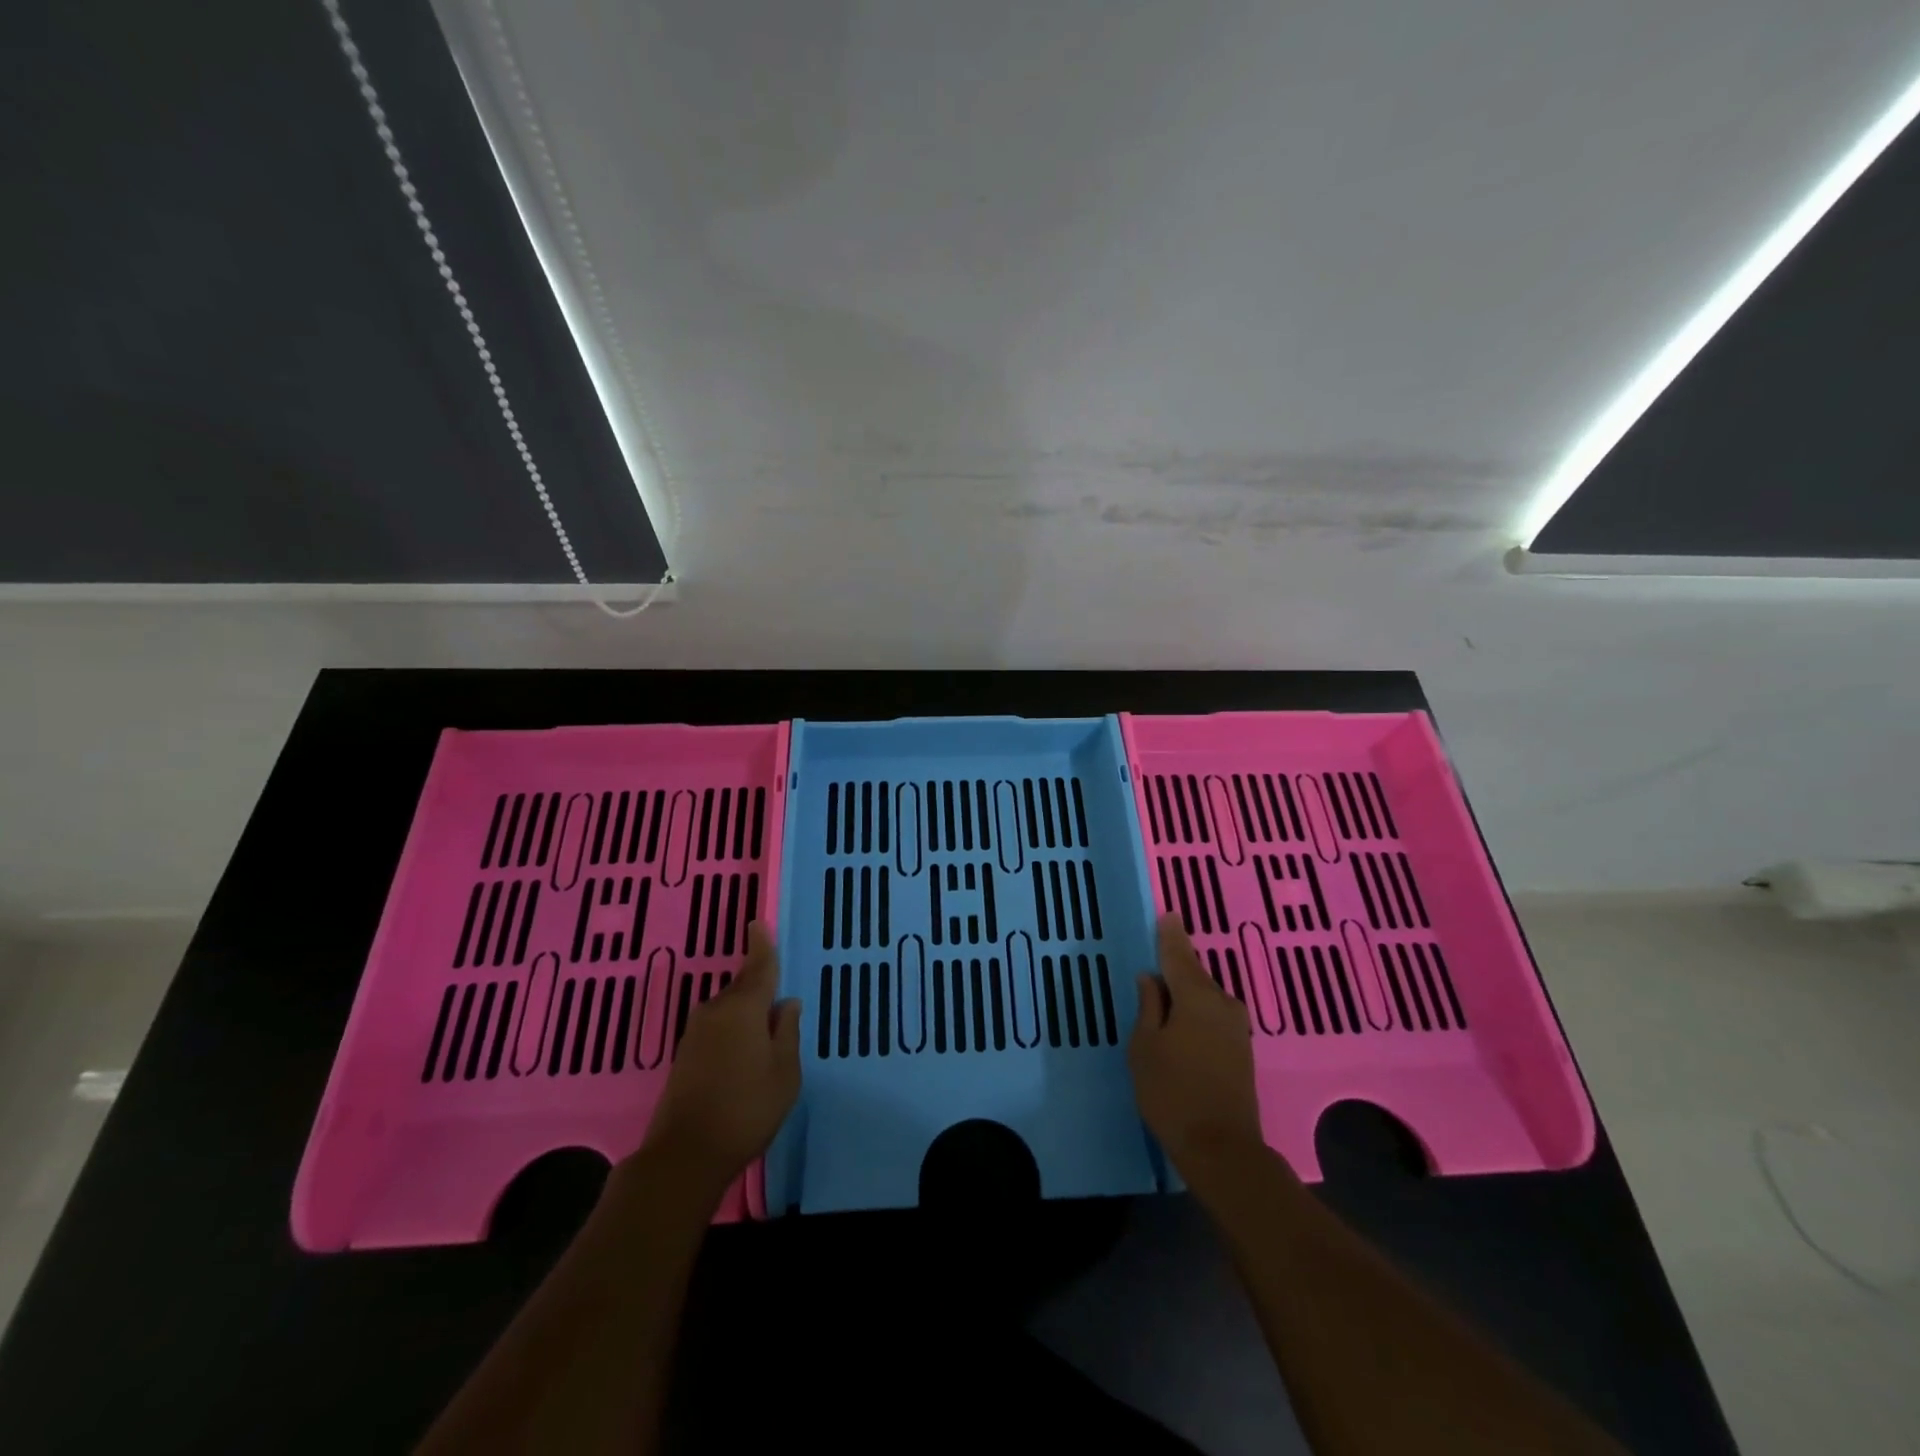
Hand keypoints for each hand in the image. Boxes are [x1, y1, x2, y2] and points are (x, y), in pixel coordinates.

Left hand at [639, 922, 799, 1195]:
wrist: (684, 1155)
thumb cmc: (746, 1109)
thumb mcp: (785, 1072)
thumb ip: (787, 1032)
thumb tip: (785, 1004)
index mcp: (744, 1008)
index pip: (759, 967)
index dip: (762, 945)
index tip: (758, 923)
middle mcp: (716, 1011)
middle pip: (743, 988)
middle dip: (760, 988)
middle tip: (779, 1002)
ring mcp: (695, 1033)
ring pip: (729, 1009)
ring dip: (747, 1014)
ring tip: (766, 1034)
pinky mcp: (684, 1054)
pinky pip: (717, 1027)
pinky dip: (733, 1030)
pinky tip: (744, 1052)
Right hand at [1129, 915, 1265, 1180]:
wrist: (1222, 1149)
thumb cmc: (1172, 1092)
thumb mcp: (1145, 1047)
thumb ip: (1148, 1007)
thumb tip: (1151, 978)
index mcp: (1196, 996)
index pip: (1179, 955)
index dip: (1170, 934)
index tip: (1167, 914)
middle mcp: (1222, 1003)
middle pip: (1194, 975)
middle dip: (1176, 964)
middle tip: (1157, 955)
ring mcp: (1236, 1028)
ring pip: (1204, 997)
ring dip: (1186, 992)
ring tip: (1163, 990)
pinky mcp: (1241, 1050)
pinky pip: (1212, 1015)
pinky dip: (1196, 1011)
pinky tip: (1182, 1019)